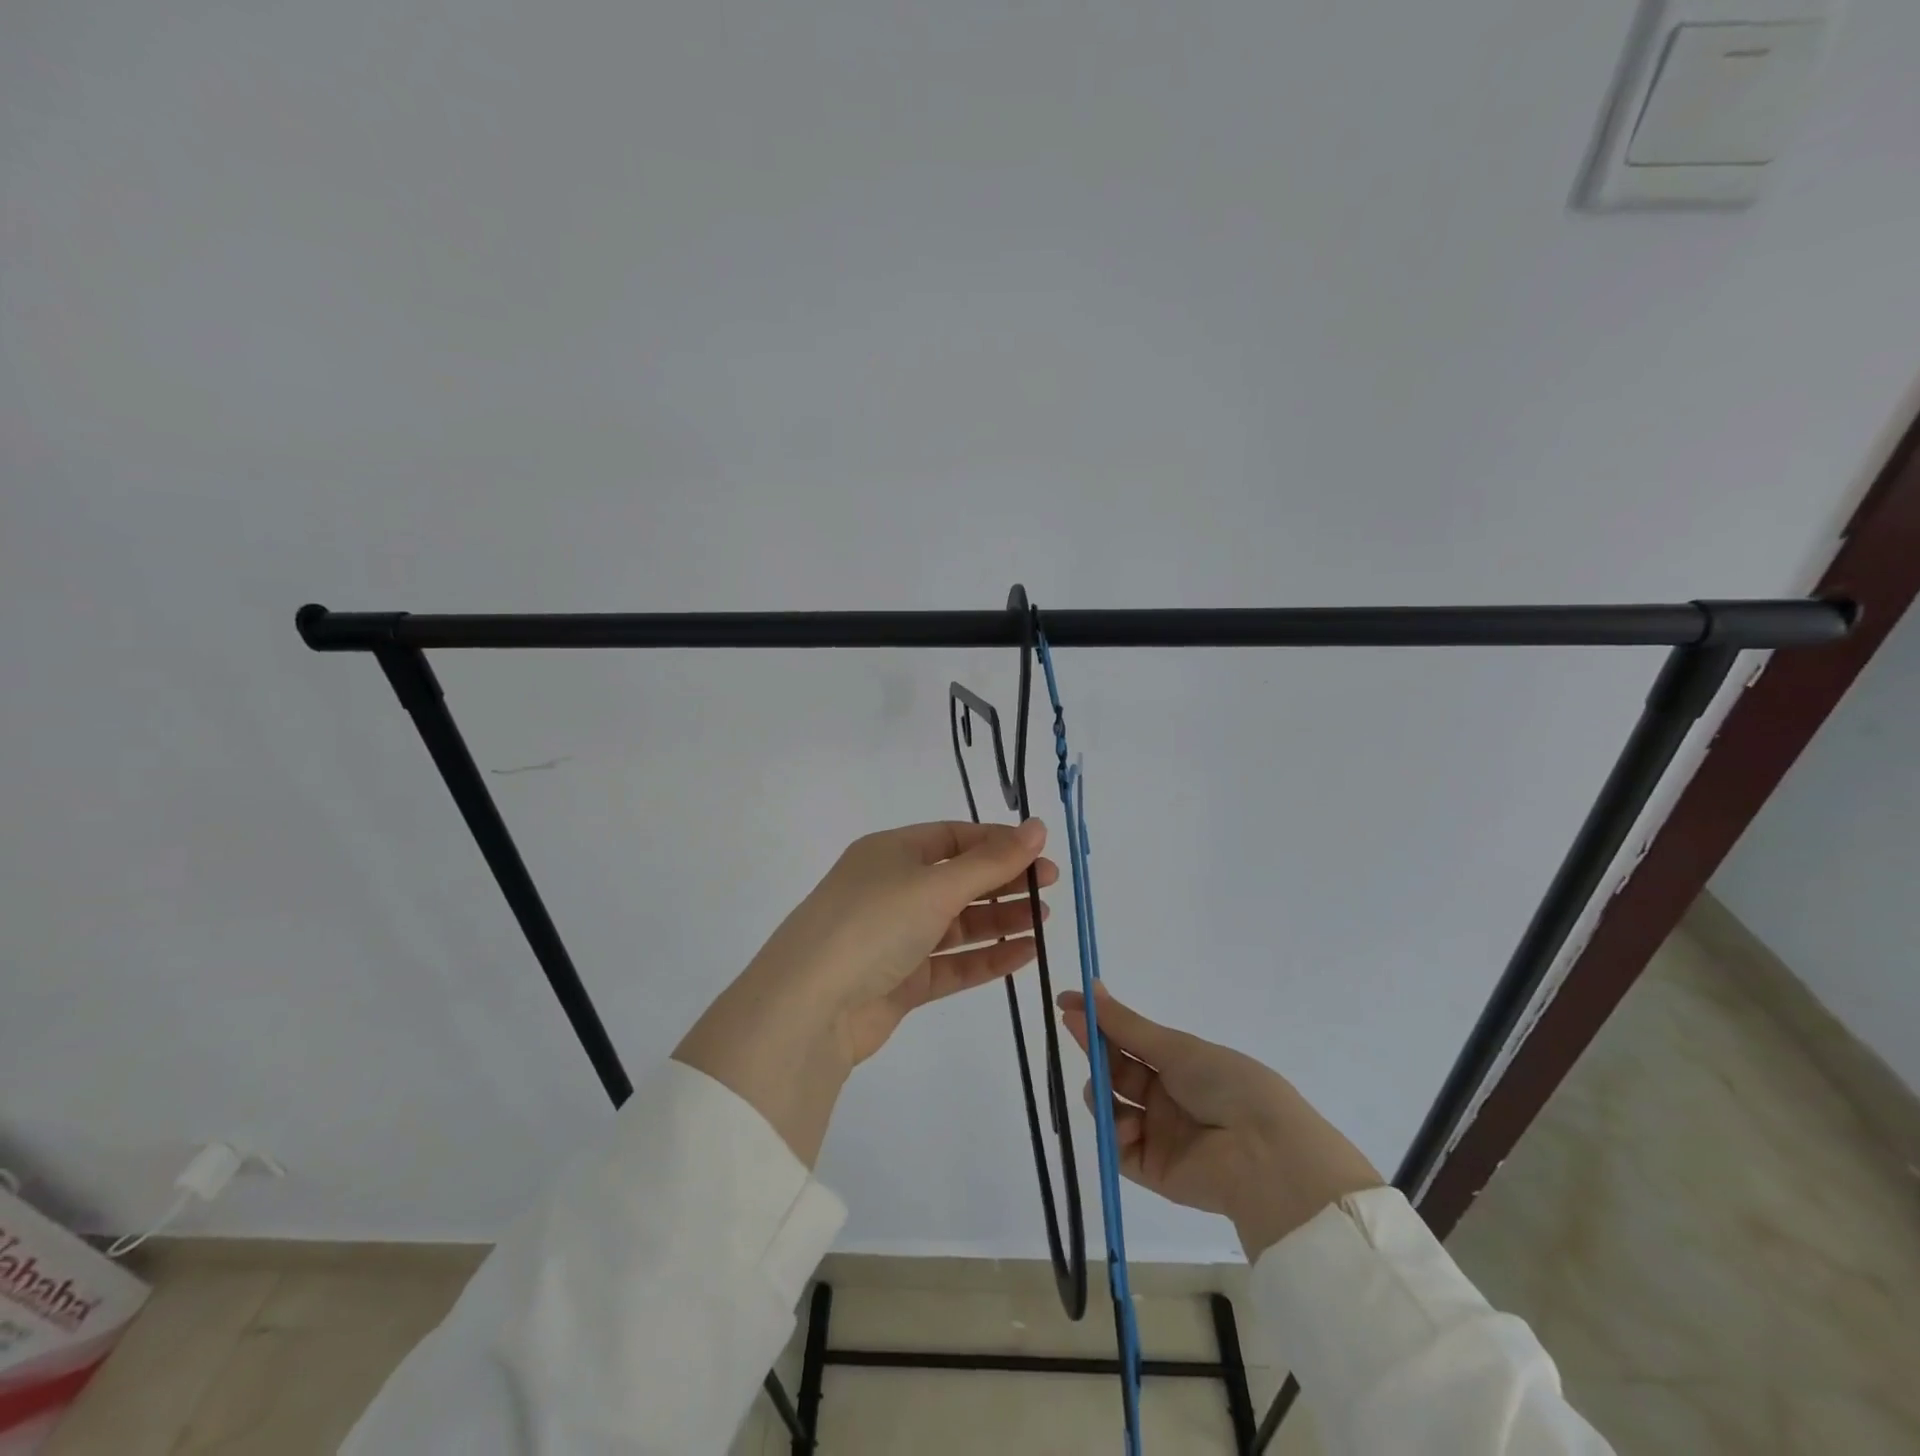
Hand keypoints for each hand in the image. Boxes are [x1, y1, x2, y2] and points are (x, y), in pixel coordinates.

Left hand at [675, 820, 1054, 1163]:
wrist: (810, 1008)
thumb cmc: (873, 924)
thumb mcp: (935, 884)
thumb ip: (991, 861)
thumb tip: (1038, 826)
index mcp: (892, 852)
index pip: (953, 837)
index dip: (997, 842)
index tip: (1039, 851)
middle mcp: (892, 889)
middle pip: (958, 879)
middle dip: (1004, 881)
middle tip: (1050, 886)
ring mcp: (896, 937)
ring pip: (957, 923)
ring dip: (1000, 919)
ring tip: (1045, 920)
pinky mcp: (901, 981)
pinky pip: (951, 963)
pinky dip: (986, 957)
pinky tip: (1025, 954)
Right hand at [1059, 984, 1381, 1258]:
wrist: (1264, 1155)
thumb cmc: (1226, 1085)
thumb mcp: (1175, 1047)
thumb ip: (1126, 1025)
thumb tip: (1090, 987)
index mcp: (1179, 1063)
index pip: (1128, 1037)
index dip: (1098, 1020)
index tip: (1066, 1002)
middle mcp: (1165, 1095)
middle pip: (1115, 1068)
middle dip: (1094, 1047)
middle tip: (1071, 1025)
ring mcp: (1157, 1132)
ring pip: (1109, 1105)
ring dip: (1101, 1090)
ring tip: (1102, 1087)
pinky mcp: (1152, 1169)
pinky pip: (1118, 1147)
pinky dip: (1115, 1132)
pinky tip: (1127, 1124)